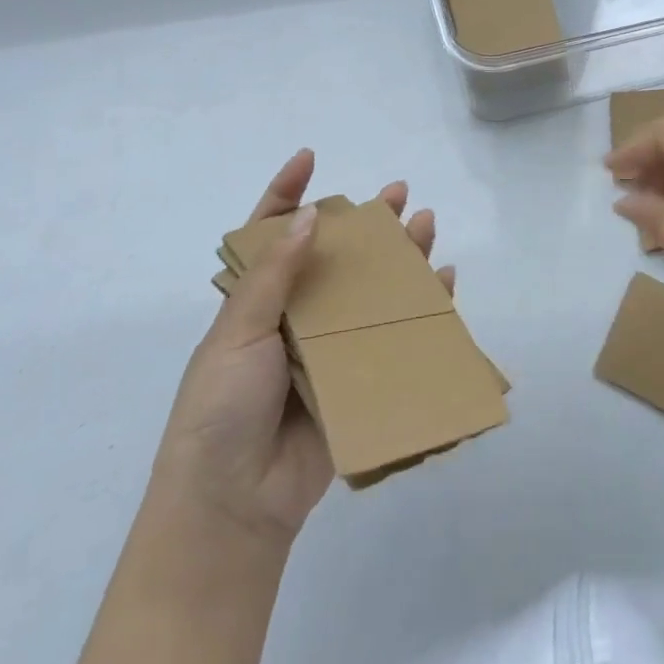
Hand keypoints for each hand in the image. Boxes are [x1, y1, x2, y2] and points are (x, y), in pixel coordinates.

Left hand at [153, 149, 453, 546]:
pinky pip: (393, 336)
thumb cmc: (221, 409)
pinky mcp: (358, 380)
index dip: (286, 195)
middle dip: (365, 223)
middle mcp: (295, 319)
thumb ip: (274, 277)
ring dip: (399, 258)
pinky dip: (420, 309)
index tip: (308, 159)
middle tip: (398, 193)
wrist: (233, 505)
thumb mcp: (237, 334)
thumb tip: (311, 216)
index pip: (270, 236)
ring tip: (426, 223)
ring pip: (371, 292)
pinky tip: (442, 282)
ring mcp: (329, 350)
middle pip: (336, 258)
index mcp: (255, 303)